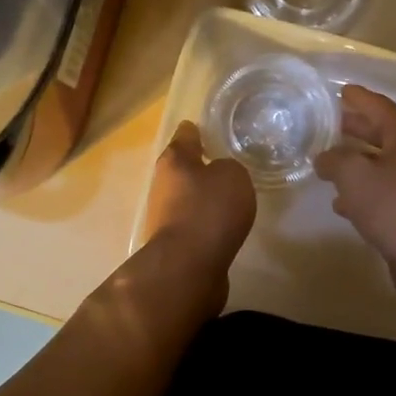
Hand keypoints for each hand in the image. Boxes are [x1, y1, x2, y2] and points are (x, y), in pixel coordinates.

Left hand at [139, 121, 255, 312]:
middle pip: (183, 168)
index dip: (197, 130)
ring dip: (204, 197)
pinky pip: (194, 224)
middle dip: (201, 166)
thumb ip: (230, 168)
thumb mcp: (233, 176)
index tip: (207, 128)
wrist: (188, 267)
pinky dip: (206, 223)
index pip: (186, 135)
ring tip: (231, 198)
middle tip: (228, 165)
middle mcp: (163, 185)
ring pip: (187, 198)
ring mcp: (165, 216)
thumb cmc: (209, 210)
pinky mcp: (174, 244)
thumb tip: (220, 176)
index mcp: (174, 160)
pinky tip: (224, 227)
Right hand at [313, 86, 395, 310]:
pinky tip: (340, 202)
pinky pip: (381, 191)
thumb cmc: (393, 204)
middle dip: (354, 128)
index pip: (377, 105)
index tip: (338, 91)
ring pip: (379, 163)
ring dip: (355, 162)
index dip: (357, 98)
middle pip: (380, 132)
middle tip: (327, 124)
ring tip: (325, 163)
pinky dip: (362, 191)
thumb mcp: (354, 175)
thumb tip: (324, 157)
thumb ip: (334, 160)